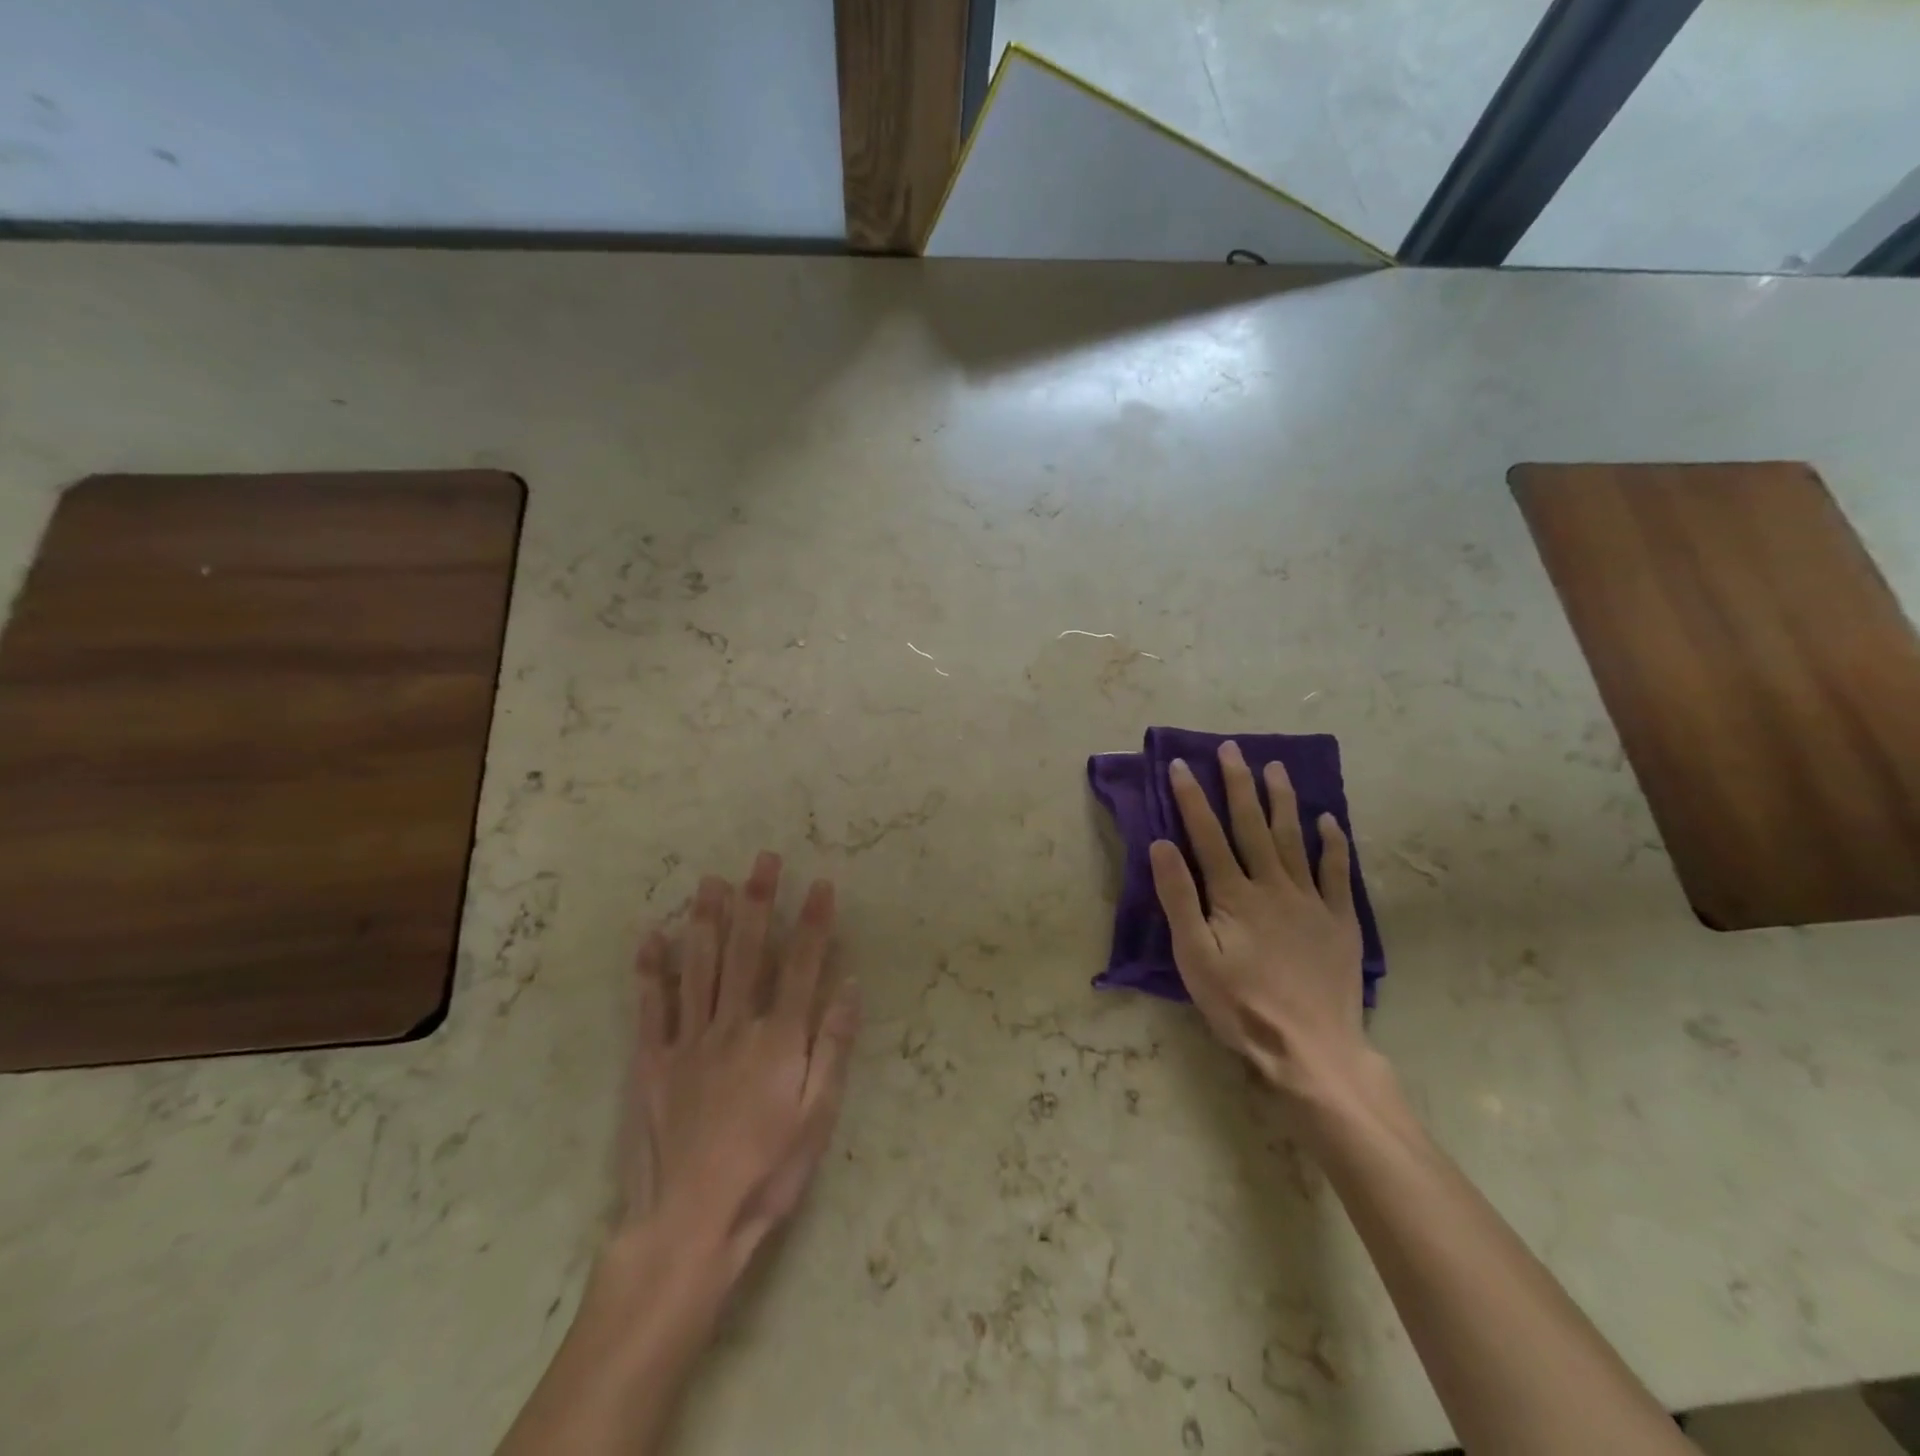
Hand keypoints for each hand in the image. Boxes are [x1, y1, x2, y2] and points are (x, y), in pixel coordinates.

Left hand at [624, 852, 860, 1284]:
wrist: (690, 1225)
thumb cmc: (767, 1173)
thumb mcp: (818, 1117)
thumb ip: (834, 1047)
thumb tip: (850, 986)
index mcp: (778, 1039)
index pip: (801, 965)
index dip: (812, 922)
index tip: (819, 883)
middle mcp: (734, 1025)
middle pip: (747, 952)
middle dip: (758, 901)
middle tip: (762, 859)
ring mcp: (688, 1041)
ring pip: (699, 966)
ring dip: (706, 919)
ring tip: (710, 880)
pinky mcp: (651, 1062)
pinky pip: (651, 1006)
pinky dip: (651, 969)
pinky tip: (652, 936)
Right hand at [1148, 741, 1373, 1109]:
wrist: (1311, 1049)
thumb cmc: (1241, 1005)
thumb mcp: (1194, 957)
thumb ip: (1178, 898)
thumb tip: (1163, 844)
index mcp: (1234, 895)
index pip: (1207, 834)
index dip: (1192, 798)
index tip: (1180, 765)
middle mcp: (1273, 885)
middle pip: (1252, 825)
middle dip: (1238, 784)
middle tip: (1231, 749)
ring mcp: (1311, 901)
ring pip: (1294, 838)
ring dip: (1282, 801)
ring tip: (1275, 768)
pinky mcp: (1341, 921)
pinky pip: (1336, 872)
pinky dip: (1332, 844)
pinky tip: (1328, 820)